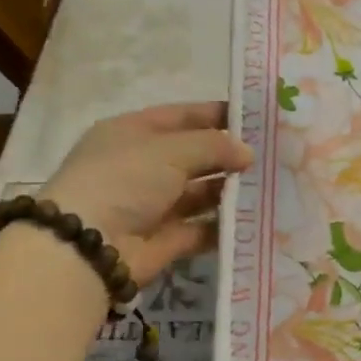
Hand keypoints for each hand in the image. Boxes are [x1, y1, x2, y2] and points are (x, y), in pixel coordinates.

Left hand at [39, 102, 252, 285]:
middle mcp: (142, 167)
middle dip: (229, 156)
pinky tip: (256, 218)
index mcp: (132, 133)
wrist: (88, 245)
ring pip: (200, 193)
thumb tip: (247, 153)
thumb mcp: (170, 150)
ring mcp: (153, 205)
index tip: (256, 119)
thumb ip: (214, 146)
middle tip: (272, 156)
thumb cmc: (124, 179)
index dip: (216, 114)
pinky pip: (202, 228)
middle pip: (193, 156)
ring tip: (270, 186)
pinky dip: (225, 225)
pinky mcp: (165, 240)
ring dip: (230, 190)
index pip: (181, 117)